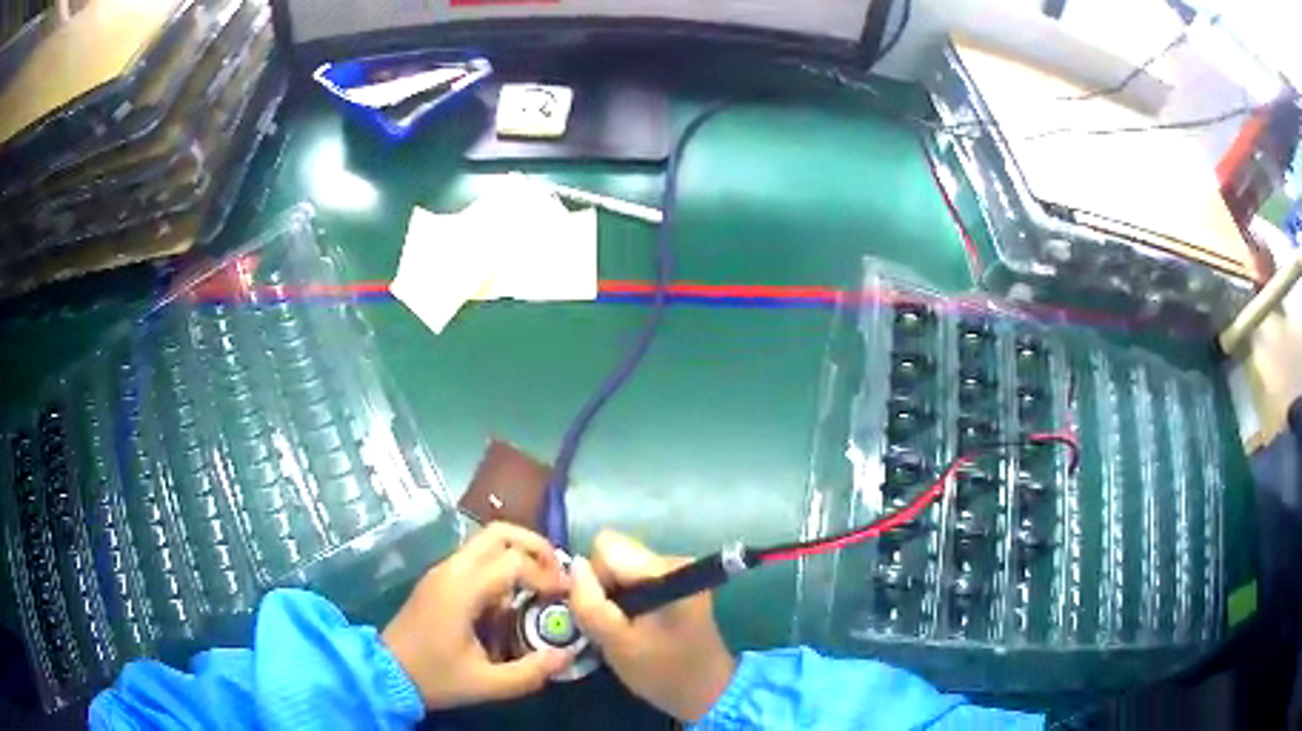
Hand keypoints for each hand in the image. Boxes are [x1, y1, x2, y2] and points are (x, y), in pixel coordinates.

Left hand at [382, 522, 573, 708]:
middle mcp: (452, 569)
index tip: (569, 594)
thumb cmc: (435, 677)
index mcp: (462, 590)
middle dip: (535, 546)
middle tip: (558, 574)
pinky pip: (476, 558)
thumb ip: (531, 672)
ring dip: (518, 553)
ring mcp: (442, 571)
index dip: (548, 575)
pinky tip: (513, 598)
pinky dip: (502, 565)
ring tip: (541, 584)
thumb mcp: (487, 684)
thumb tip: (567, 654)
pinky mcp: (439, 579)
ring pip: (486, 540)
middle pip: (499, 532)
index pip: (514, 562)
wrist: (386, 673)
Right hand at [568, 531, 735, 721]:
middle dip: (603, 588)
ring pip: (621, 567)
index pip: (606, 547)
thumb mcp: (616, 643)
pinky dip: (627, 600)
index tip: (602, 612)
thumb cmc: (662, 671)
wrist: (708, 691)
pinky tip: (637, 626)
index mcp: (664, 570)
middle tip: (612, 626)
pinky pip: (634, 578)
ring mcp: (677, 570)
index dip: (593, 578)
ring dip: (614, 596)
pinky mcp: (677, 583)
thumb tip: (574, 564)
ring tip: (624, 629)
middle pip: (614, 555)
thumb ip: (589, 603)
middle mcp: (674, 560)